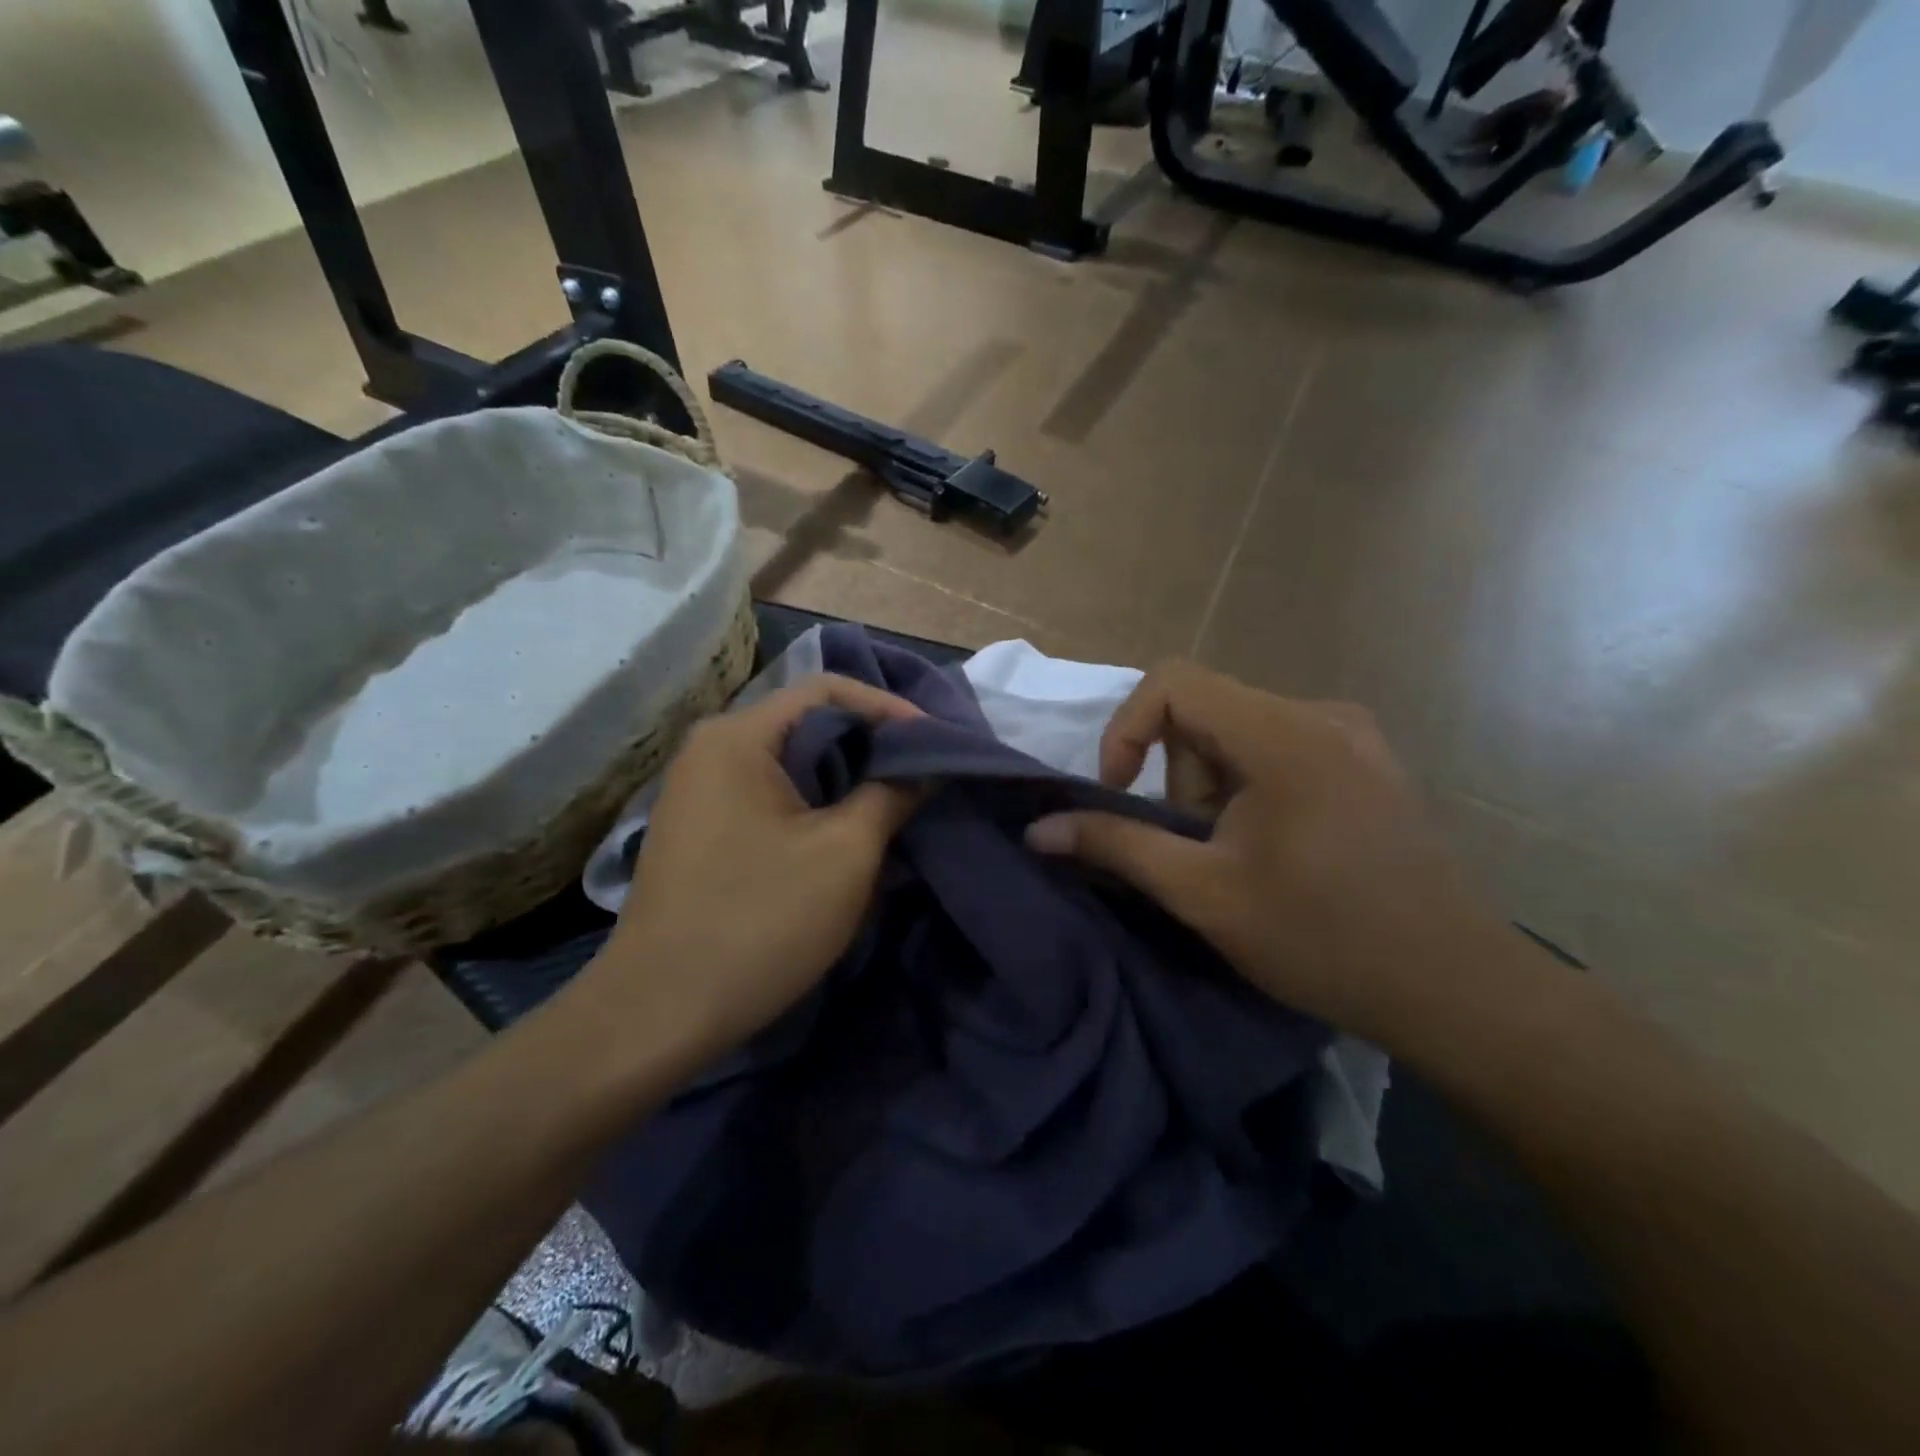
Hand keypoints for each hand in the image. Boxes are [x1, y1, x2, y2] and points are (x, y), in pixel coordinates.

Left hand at [588, 674, 922, 1058]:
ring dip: (847, 777)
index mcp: (739, 736)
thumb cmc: (758, 922)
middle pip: (808, 721)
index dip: (890, 708)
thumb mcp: (844, 855)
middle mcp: (712, 748)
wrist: (657, 1013)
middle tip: (925, 772)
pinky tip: (848, 832)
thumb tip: (925, 766)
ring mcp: (700, 789)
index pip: (828, 688)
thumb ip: (891, 795)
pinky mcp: (702, 828)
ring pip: (792, 761)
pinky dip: (816, 802)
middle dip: (872, 744)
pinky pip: (771, 794)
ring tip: (897, 802)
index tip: (939, 743)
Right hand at [1025, 660, 1513, 1049]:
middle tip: (1197, 850)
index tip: (1119, 794)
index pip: (1173, 682)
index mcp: (1284, 734)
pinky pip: (1279, 749)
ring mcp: (1353, 736)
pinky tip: (1277, 850)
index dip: (1126, 730)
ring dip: (1213, 789)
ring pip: (1239, 734)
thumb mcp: (1203, 893)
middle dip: (1179, 778)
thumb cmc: (1323, 940)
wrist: (1456, 990)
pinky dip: (1250, 789)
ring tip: (1239, 859)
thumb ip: (1116, 846)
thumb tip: (1038, 829)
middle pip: (1206, 712)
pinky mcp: (1368, 763)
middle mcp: (1322, 715)